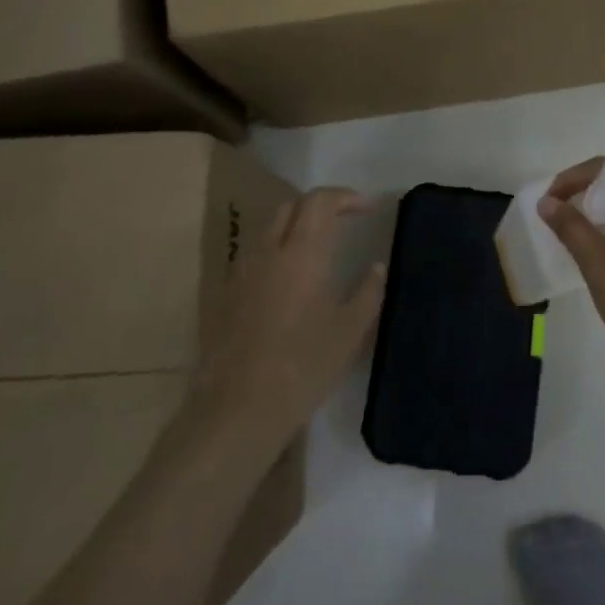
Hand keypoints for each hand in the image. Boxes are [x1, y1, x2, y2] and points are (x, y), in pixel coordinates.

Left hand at [197, 188, 385, 441]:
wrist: (237, 408)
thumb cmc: (303, 366)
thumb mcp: (349, 331)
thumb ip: (368, 291)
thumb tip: (377, 267)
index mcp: (301, 253)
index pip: (319, 201)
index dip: (344, 196)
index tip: (367, 207)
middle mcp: (268, 251)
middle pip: (291, 207)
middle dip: (319, 205)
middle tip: (345, 221)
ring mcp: (242, 272)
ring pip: (269, 228)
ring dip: (296, 225)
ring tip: (321, 246)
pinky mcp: (227, 294)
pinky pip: (256, 254)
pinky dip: (278, 249)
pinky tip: (292, 278)